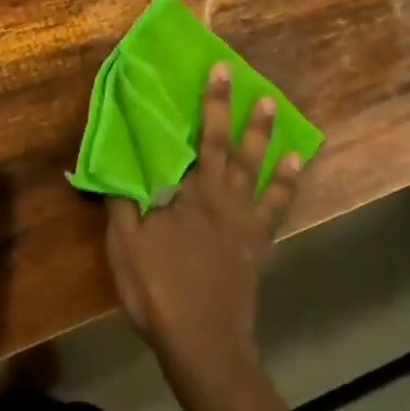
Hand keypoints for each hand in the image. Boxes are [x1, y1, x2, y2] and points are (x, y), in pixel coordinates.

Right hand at [105, 64, 301, 377]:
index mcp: (190, 192)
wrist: (202, 340)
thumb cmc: (159, 288)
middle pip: (229, 144)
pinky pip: (277, 206)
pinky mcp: (258, 242)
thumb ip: (122, 200)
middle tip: (237, 74)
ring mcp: (245, 219)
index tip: (213, 70)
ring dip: (264, 135)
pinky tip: (295, 165)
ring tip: (271, 106)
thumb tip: (115, 162)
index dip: (207, 103)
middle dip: (230, 107)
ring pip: (258, 168)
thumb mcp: (126, 244)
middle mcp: (222, 196)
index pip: (198, 138)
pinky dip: (287, 183)